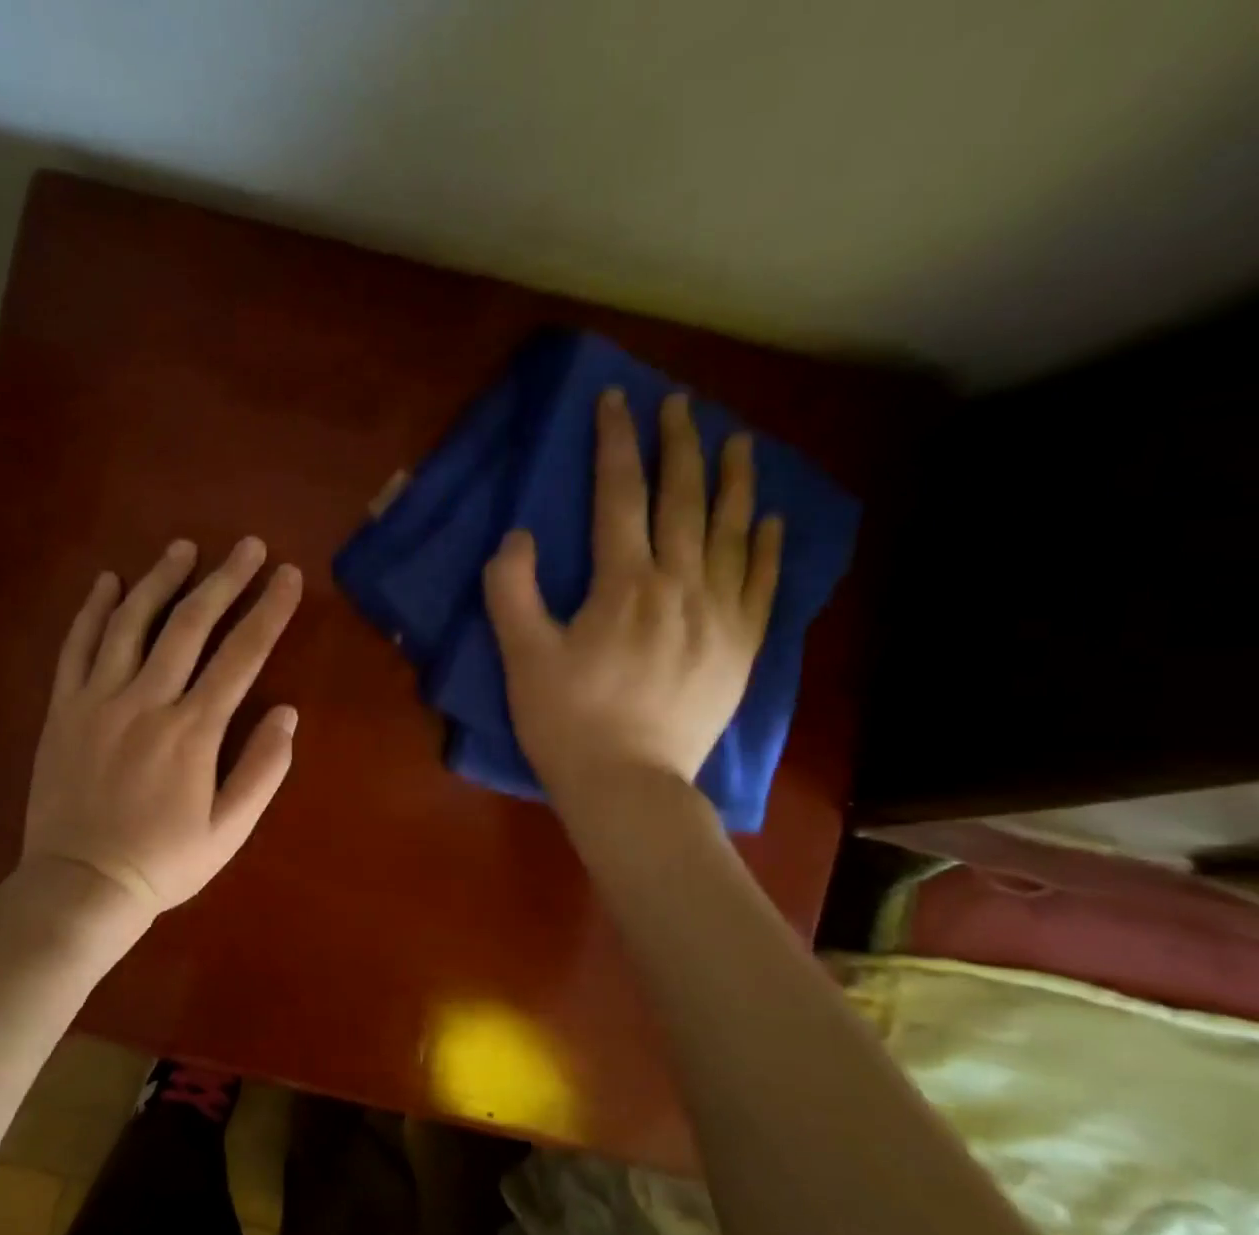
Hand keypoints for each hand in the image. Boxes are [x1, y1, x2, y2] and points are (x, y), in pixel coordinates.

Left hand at [23, 536, 303, 917]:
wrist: (80, 885)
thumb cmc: (164, 863)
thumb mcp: (229, 830)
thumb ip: (263, 770)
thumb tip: (288, 714)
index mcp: (193, 730)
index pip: (242, 655)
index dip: (269, 611)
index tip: (288, 575)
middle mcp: (147, 700)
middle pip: (190, 624)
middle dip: (224, 579)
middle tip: (248, 545)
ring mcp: (98, 699)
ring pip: (132, 622)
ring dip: (160, 579)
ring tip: (184, 548)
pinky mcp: (63, 708)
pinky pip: (77, 646)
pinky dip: (93, 610)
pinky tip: (108, 582)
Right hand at [483, 390, 780, 800]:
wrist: (629, 786)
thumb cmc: (567, 722)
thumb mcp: (522, 658)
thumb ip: (512, 590)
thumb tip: (519, 535)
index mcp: (624, 584)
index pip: (619, 496)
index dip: (615, 444)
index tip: (617, 400)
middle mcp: (680, 585)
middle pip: (682, 500)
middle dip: (678, 446)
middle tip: (679, 403)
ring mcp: (719, 616)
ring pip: (732, 532)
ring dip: (733, 481)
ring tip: (737, 441)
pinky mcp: (741, 648)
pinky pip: (762, 585)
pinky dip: (767, 547)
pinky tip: (769, 519)